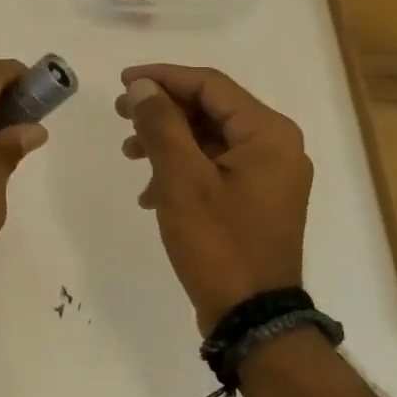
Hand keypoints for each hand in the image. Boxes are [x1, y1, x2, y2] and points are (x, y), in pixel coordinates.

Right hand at [116, 64, 312, 332]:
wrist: (252, 318)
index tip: (123, 82)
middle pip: (210, 109)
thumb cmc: (218, 243)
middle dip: (162, 111)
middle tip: (121, 115)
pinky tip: (151, 193)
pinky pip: (215, 167)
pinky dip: (181, 169)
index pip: (210, 85)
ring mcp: (268, 175)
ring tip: (129, 155)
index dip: (163, 77)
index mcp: (268, 133)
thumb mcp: (181, 179)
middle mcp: (276, 146)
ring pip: (208, 138)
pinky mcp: (256, 199)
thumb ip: (161, 125)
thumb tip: (143, 87)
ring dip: (167, 141)